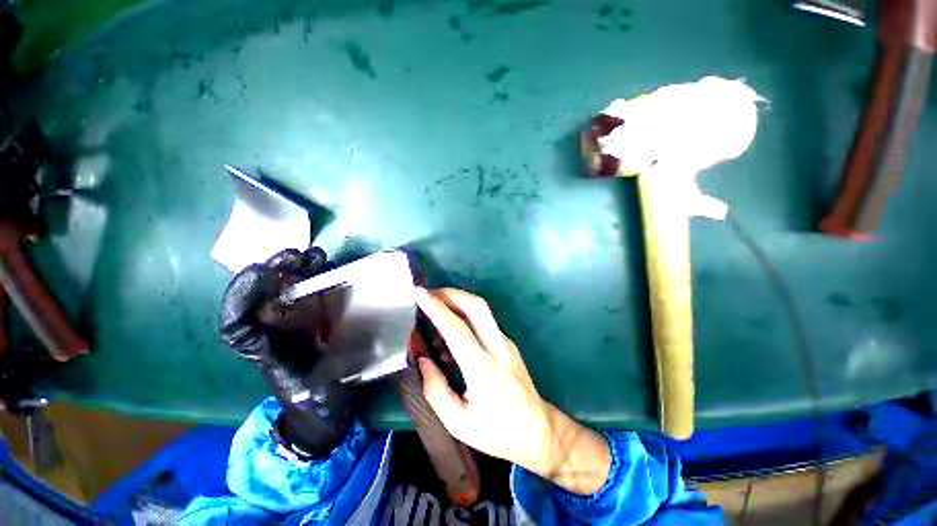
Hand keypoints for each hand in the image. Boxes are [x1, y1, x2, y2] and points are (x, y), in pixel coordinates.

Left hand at [218, 247, 356, 459]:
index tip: (260, 272)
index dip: (241, 297)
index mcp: (267, 350)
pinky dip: (318, 277)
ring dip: (298, 270)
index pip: (238, 324)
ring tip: (315, 256)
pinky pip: (313, 292)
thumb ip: (335, 371)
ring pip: (289, 290)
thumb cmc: (319, 404)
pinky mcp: (318, 317)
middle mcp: (277, 331)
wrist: (325, 408)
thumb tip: (356, 343)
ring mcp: (298, 322)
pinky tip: (329, 267)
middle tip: (297, 256)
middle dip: (276, 273)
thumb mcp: (324, 394)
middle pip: (265, 297)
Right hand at [416, 288, 612, 494]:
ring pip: (482, 309)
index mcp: (483, 368)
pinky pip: (484, 320)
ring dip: (457, 300)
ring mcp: (506, 342)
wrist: (539, 431)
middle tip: (428, 294)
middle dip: (450, 293)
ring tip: (435, 309)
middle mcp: (498, 347)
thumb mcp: (458, 422)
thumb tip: (422, 359)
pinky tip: (451, 331)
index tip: (418, 293)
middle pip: (476, 305)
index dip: (435, 307)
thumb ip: (435, 389)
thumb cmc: (497, 432)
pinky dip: (465, 314)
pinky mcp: (508, 342)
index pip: (456, 328)